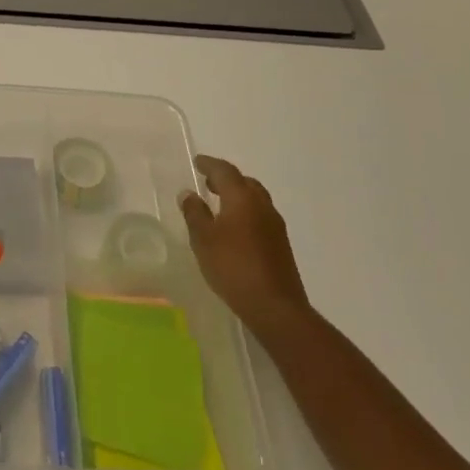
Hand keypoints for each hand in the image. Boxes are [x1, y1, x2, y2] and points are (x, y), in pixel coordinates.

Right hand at [178, 155, 311, 340]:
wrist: (276, 307)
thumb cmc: (234, 267)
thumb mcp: (203, 239)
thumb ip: (194, 213)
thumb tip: (189, 193)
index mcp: (242, 198)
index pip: (225, 171)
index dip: (209, 164)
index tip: (197, 162)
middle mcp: (262, 205)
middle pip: (244, 182)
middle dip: (226, 179)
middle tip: (208, 182)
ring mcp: (275, 226)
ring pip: (255, 199)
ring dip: (237, 196)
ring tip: (219, 204)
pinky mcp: (280, 245)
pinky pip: (260, 216)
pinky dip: (246, 212)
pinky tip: (235, 228)